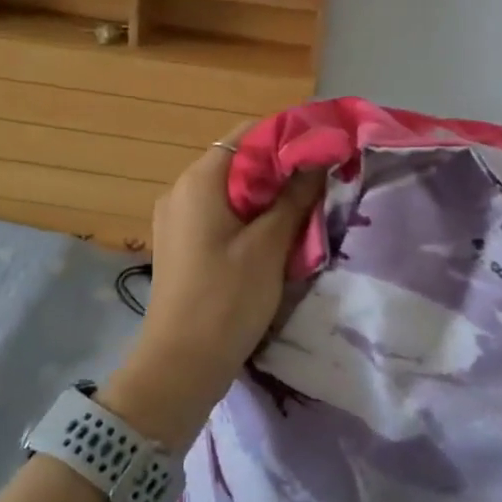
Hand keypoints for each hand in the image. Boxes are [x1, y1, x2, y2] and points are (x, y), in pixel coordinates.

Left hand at [104, 124, 322, 448]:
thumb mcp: (269, 245)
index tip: (324, 150)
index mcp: (199, 181)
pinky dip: (248, 215)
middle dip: (280, 168)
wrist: (181, 365)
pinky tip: (275, 234)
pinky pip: (219, 214)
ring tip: (305, 207)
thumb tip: (317, 158)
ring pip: (230, 190)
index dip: (287, 137)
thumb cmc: (227, 299)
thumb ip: (294, 196)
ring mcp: (176, 218)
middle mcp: (181, 190)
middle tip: (321, 182)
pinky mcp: (181, 243)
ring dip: (266, 194)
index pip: (247, 135)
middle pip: (237, 161)